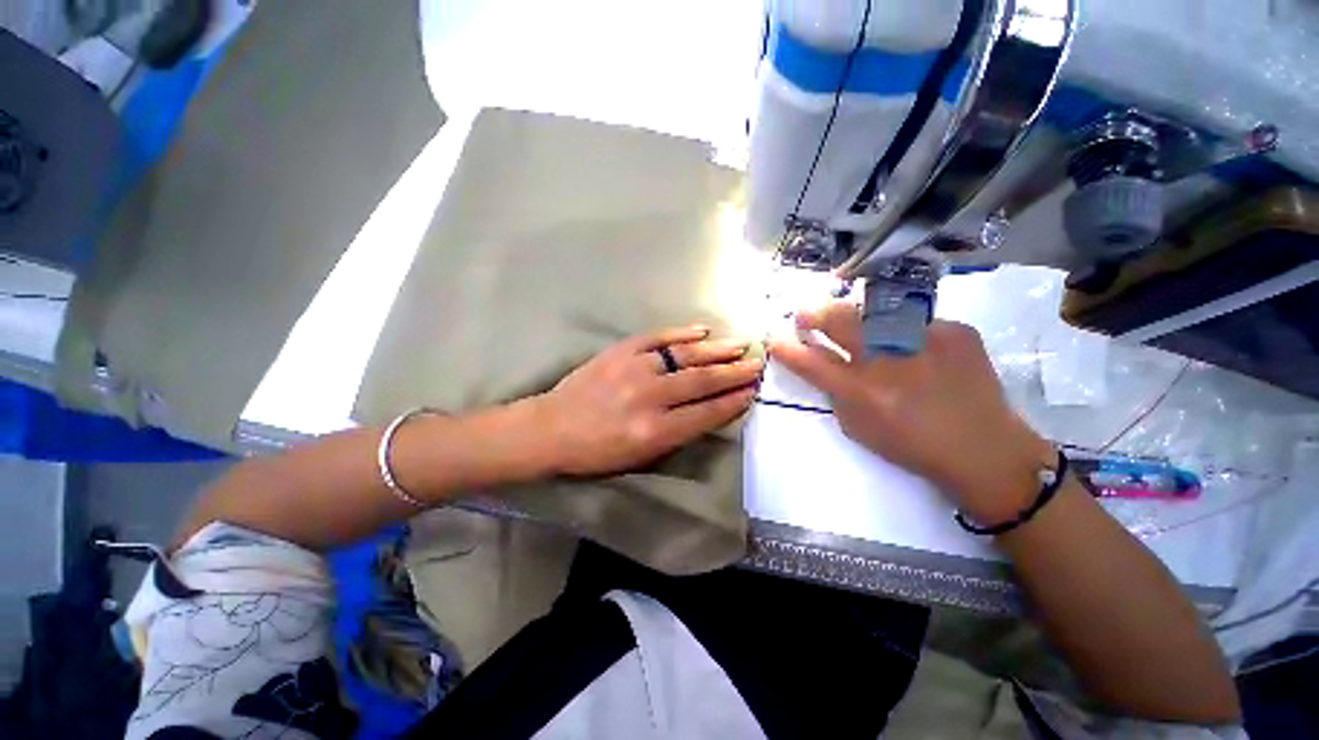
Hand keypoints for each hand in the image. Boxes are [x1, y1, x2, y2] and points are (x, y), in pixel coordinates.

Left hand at [535, 326, 762, 476]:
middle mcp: (649, 398)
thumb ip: (677, 434)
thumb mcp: (640, 458)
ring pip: (684, 356)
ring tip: (740, 345)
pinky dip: (681, 332)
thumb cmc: (596, 452)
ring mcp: (634, 369)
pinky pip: (656, 337)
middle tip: (757, 363)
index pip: (705, 413)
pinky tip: (701, 330)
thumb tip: (709, 410)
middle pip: (701, 381)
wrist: (552, 428)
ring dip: (716, 350)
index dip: (732, 402)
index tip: (753, 391)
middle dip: (734, 373)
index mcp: (654, 432)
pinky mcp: (620, 351)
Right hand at [768, 302, 1054, 522]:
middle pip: (840, 321)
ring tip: (861, 328)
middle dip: (815, 314)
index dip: (787, 349)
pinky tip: (918, 350)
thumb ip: (835, 392)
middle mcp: (890, 359)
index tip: (774, 338)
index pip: (811, 362)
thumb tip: (822, 362)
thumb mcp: (858, 427)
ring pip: (876, 312)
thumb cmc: (911, 445)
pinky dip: (907, 333)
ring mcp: (925, 339)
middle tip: (805, 314)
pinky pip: (917, 322)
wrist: (984, 449)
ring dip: (859, 319)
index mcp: (862, 391)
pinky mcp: (956, 330)